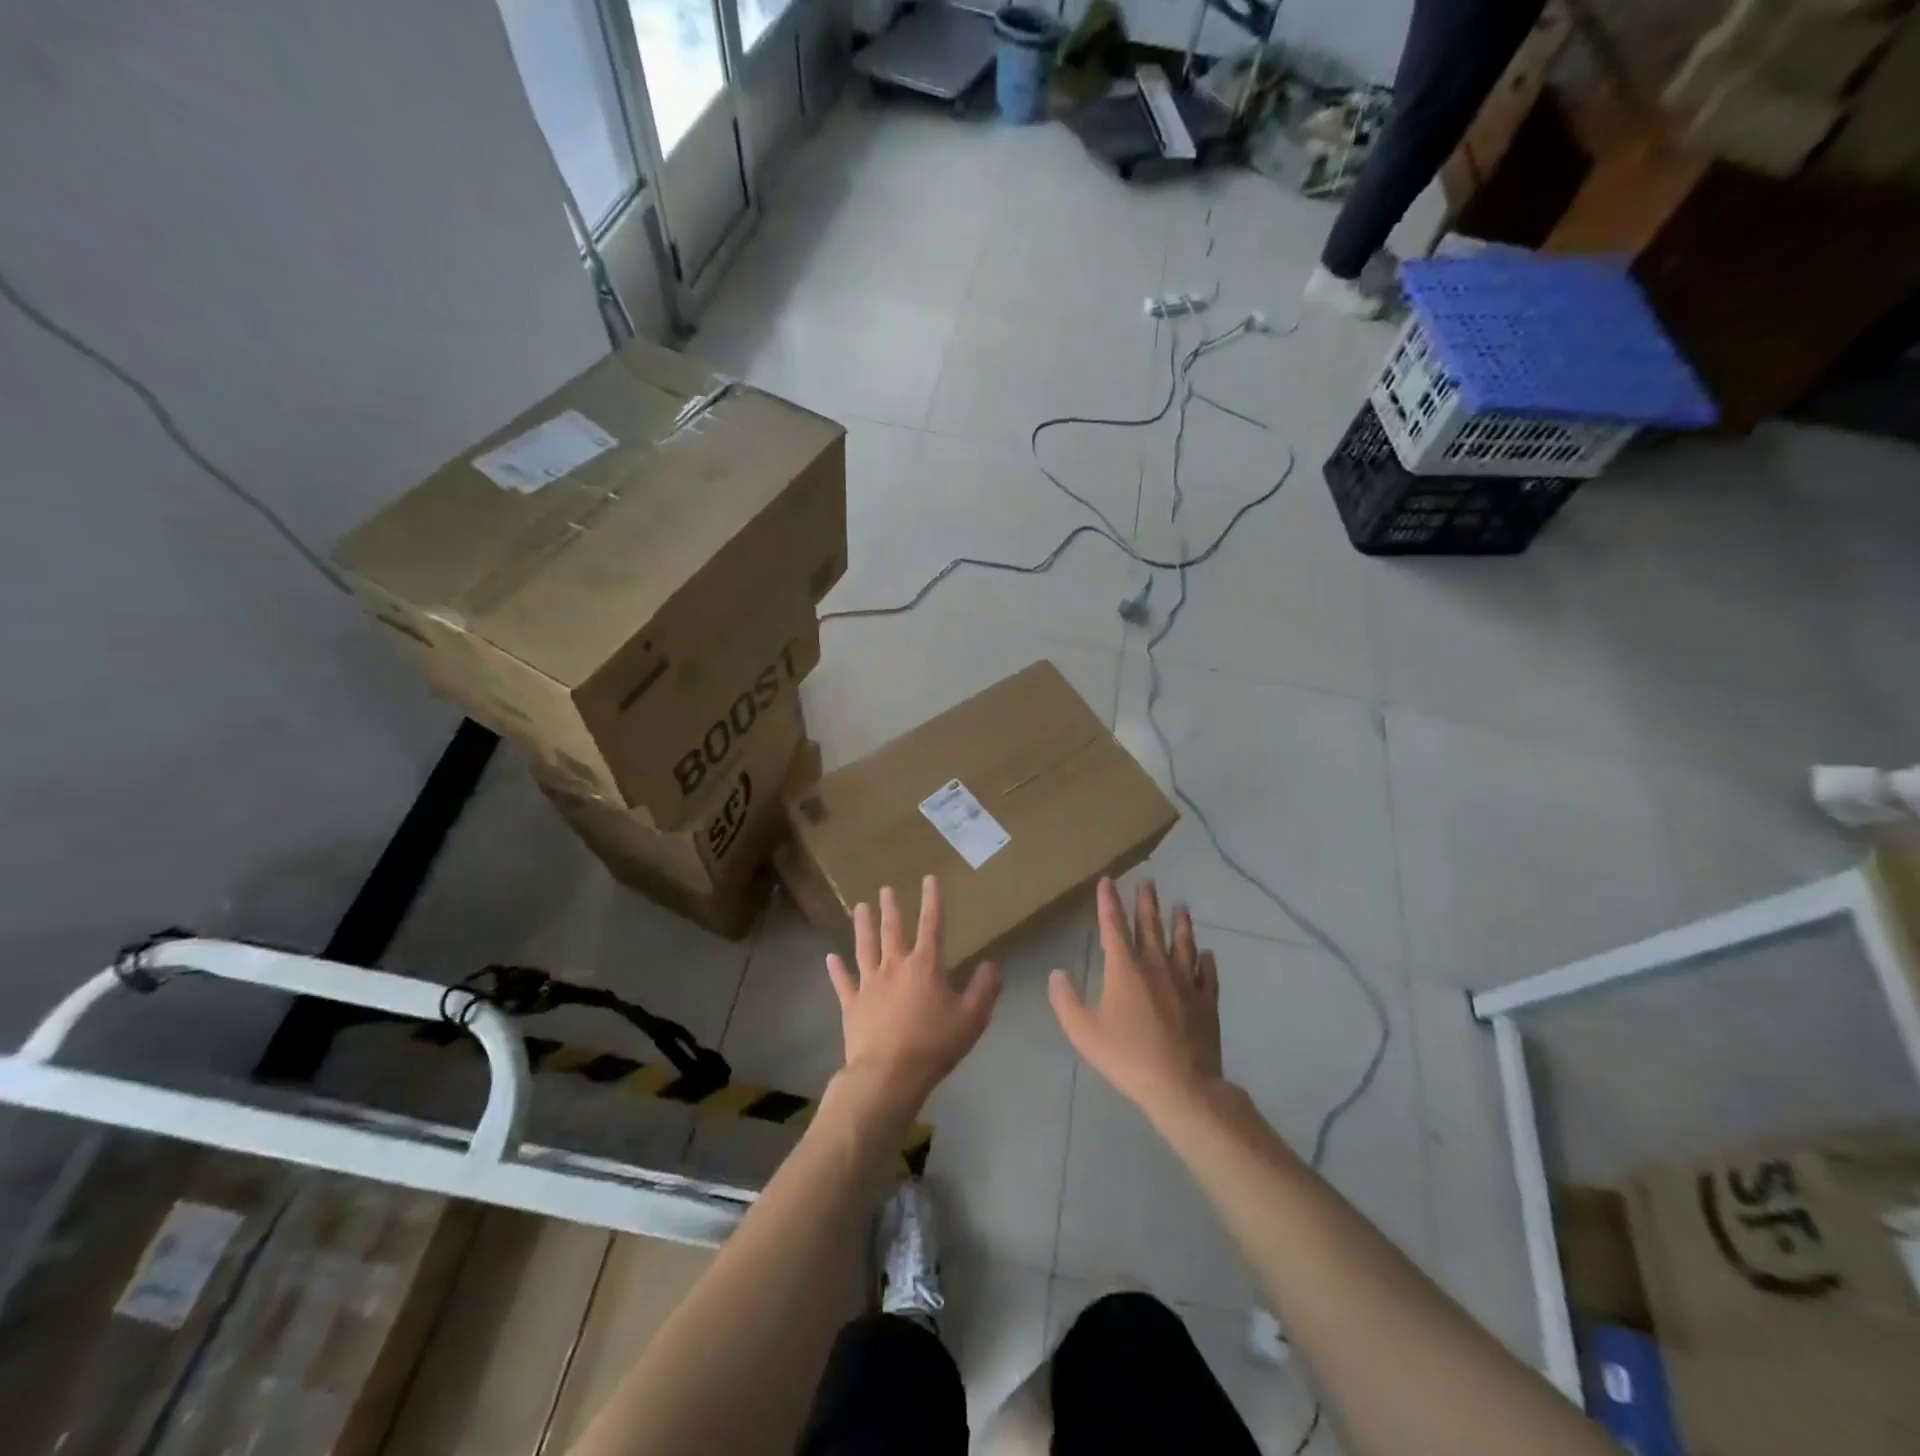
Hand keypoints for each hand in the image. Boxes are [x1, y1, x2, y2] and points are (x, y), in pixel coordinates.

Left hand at [827, 875, 1000, 1115]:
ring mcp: (869, 983)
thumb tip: (992, 964)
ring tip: (860, 907)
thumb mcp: (972, 1018)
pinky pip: (842, 982)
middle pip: (892, 930)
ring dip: (863, 926)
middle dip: (891, 908)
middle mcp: (895, 966)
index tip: (929, 879)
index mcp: (925, 965)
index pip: (931, 925)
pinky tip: (830, 957)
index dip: (932, 900)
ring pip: (865, 947)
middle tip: (886, 888)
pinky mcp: (851, 1004)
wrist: (888, 1074)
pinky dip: (836, 969)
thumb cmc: (934, 1044)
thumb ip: (984, 988)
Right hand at [1049, 877, 1222, 1114]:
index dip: (1108, 902)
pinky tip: (1208, 954)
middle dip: (1146, 903)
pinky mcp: (1206, 1003)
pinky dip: (1207, 962)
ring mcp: (1186, 983)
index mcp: (1125, 969)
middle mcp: (1156, 966)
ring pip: (1183, 945)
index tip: (1108, 880)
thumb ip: (1065, 999)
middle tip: (1148, 882)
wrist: (1181, 1085)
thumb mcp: (1083, 1031)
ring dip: (1180, 924)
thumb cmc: (1127, 1056)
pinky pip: (1207, 975)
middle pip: (1151, 927)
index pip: (1113, 926)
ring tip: (1181, 907)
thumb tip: (1056, 973)